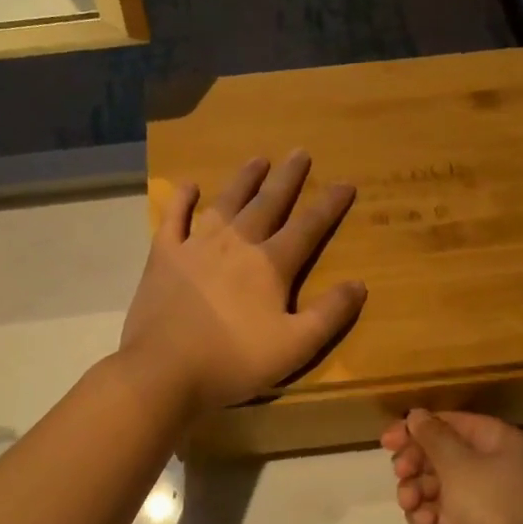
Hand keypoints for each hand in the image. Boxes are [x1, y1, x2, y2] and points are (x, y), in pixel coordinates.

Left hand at [120, 151, 366, 415]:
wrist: (165, 371)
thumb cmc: (234, 362)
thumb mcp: (295, 346)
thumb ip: (329, 314)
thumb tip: (359, 284)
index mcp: (270, 265)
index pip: (308, 227)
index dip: (329, 205)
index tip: (346, 183)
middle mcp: (236, 244)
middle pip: (267, 204)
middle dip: (287, 178)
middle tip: (300, 152)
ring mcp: (196, 246)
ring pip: (225, 203)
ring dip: (244, 179)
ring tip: (258, 159)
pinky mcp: (163, 256)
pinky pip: (174, 218)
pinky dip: (182, 200)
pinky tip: (189, 185)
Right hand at [381, 410, 522, 523]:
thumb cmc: (493, 506)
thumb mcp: (459, 464)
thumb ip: (433, 436)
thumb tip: (417, 414)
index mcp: (498, 442)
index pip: (451, 423)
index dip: (417, 429)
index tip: (387, 442)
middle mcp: (493, 466)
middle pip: (441, 454)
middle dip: (416, 464)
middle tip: (401, 474)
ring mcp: (483, 501)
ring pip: (437, 486)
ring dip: (417, 492)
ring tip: (410, 505)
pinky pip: (443, 514)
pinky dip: (429, 516)